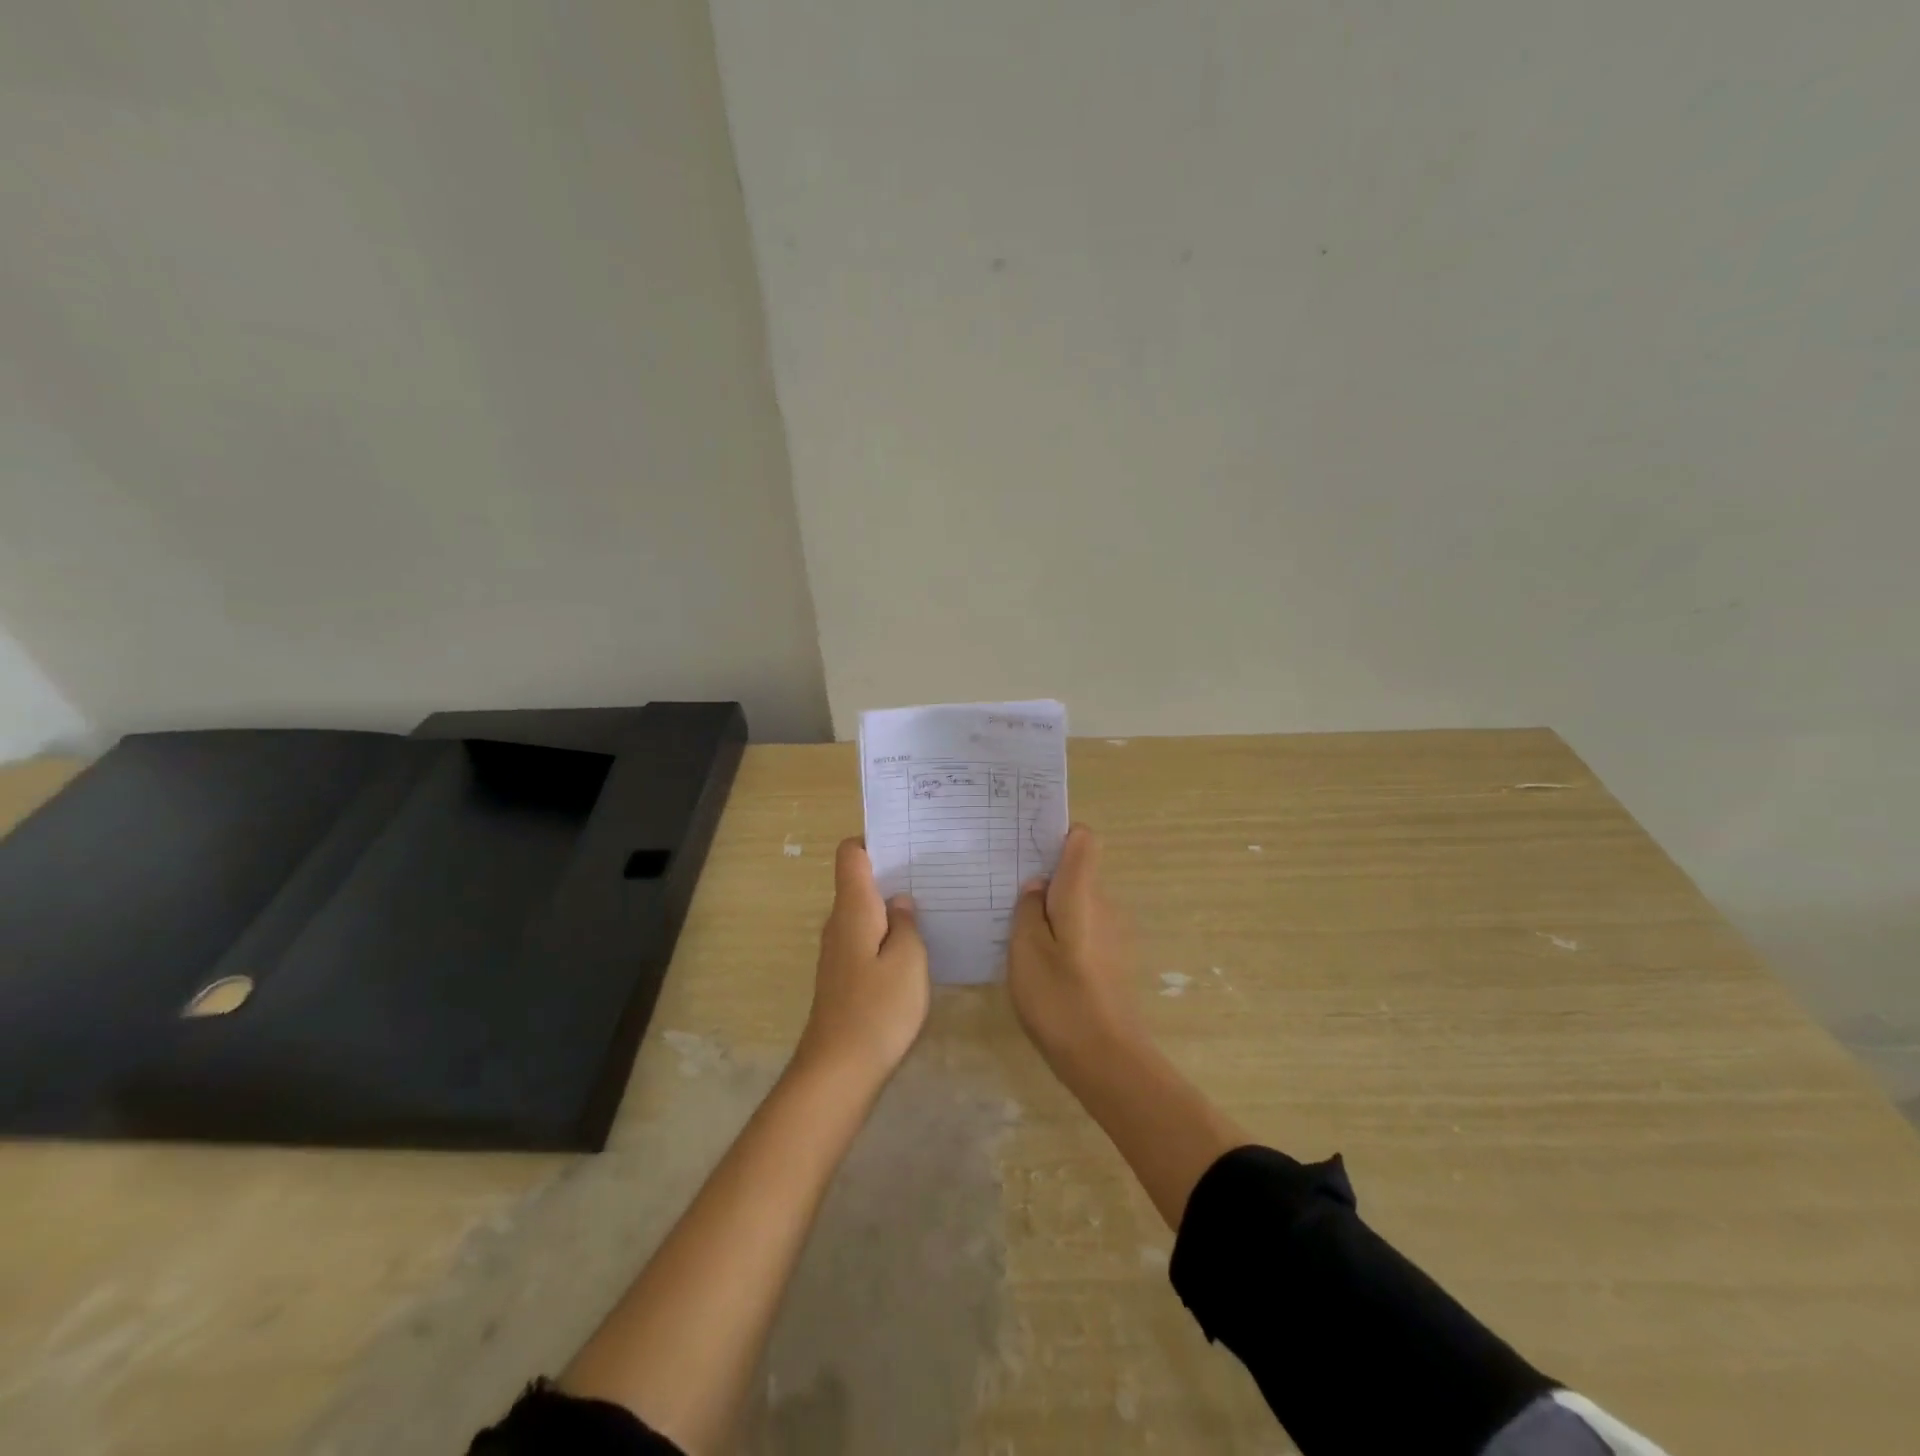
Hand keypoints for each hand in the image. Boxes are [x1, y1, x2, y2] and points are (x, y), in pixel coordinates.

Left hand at [798, 839, 929, 1080]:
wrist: (838, 1071)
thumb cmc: (878, 1009)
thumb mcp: (909, 961)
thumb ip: (908, 924)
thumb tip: (901, 901)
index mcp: (853, 909)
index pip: (851, 855)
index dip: (874, 840)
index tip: (907, 841)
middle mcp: (840, 923)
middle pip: (859, 881)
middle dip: (892, 873)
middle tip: (934, 871)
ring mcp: (839, 951)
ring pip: (865, 913)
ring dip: (893, 907)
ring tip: (932, 905)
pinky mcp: (844, 977)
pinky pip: (867, 939)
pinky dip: (888, 935)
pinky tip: (916, 948)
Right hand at [1008, 824, 1141, 1068]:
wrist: (1107, 1059)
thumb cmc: (1060, 998)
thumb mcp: (1026, 949)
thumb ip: (1028, 909)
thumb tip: (1035, 885)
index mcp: (1083, 893)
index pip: (1084, 839)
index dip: (1058, 833)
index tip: (1027, 843)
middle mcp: (1104, 905)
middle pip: (1077, 871)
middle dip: (1044, 873)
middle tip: (1005, 886)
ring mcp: (1111, 934)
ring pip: (1077, 902)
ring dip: (1050, 906)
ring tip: (1012, 923)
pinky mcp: (1110, 960)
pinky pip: (1081, 928)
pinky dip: (1060, 932)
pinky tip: (1036, 957)